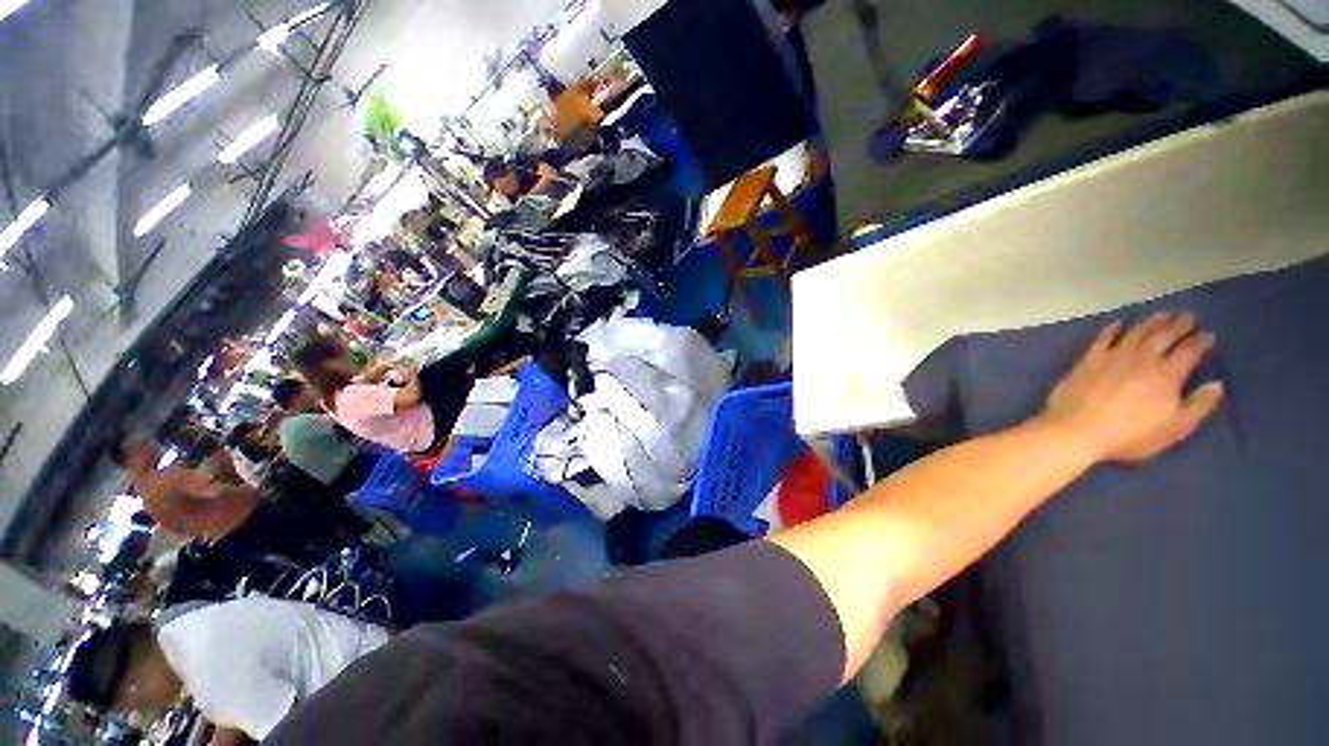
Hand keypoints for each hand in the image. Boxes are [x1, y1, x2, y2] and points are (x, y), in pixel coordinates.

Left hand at [1042, 312, 1223, 463]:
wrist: (1076, 430)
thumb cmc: (1129, 435)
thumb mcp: (1174, 429)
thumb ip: (1198, 406)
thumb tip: (1217, 385)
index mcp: (1166, 375)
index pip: (1189, 351)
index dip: (1201, 341)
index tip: (1208, 334)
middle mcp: (1141, 360)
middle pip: (1163, 336)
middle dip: (1179, 324)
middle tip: (1189, 315)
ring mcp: (1112, 357)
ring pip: (1136, 333)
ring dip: (1151, 322)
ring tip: (1163, 314)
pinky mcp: (1088, 361)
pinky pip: (1102, 339)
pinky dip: (1112, 329)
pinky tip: (1117, 324)